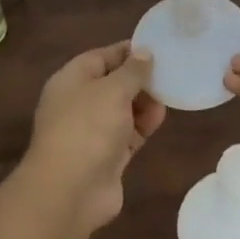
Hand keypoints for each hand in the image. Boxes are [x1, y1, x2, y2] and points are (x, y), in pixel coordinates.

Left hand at [23, 42, 165, 230]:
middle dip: (139, 79)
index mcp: (70, 80)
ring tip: (168, 96)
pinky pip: (128, 134)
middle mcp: (78, 103)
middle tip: (169, 73)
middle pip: (112, 83)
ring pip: (122, 110)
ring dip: (144, 103)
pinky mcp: (106, 156)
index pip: (100, 57)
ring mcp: (91, 132)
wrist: (70, 190)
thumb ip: (132, 71)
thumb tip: (144, 52)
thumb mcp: (113, 89)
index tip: (156, 48)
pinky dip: (143, 125)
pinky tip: (160, 119)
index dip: (127, 51)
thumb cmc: (88, 127)